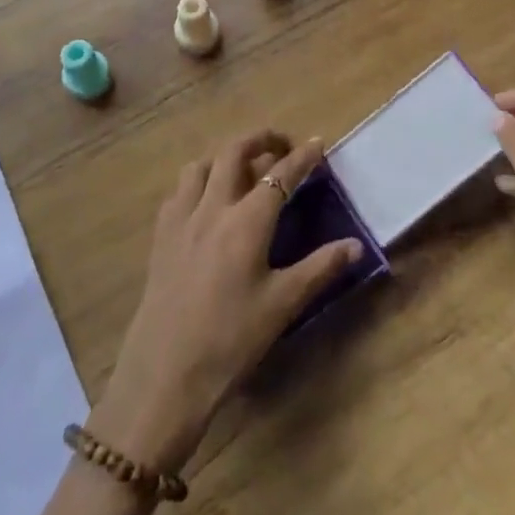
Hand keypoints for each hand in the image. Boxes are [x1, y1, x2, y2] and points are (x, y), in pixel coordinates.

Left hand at [88, 133, 360, 472]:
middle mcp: (212, 208)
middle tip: (281, 145)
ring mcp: (181, 220)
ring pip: (200, 165)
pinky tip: (205, 202)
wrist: (164, 374)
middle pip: (234, 153)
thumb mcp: (282, 305)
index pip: (280, 175)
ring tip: (242, 170)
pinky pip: (178, 191)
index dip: (302, 157)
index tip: (319, 143)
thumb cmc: (230, 340)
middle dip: (260, 139)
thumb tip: (355, 245)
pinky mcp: (160, 237)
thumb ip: (320, 268)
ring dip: (224, 157)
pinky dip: (197, 181)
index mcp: (246, 221)